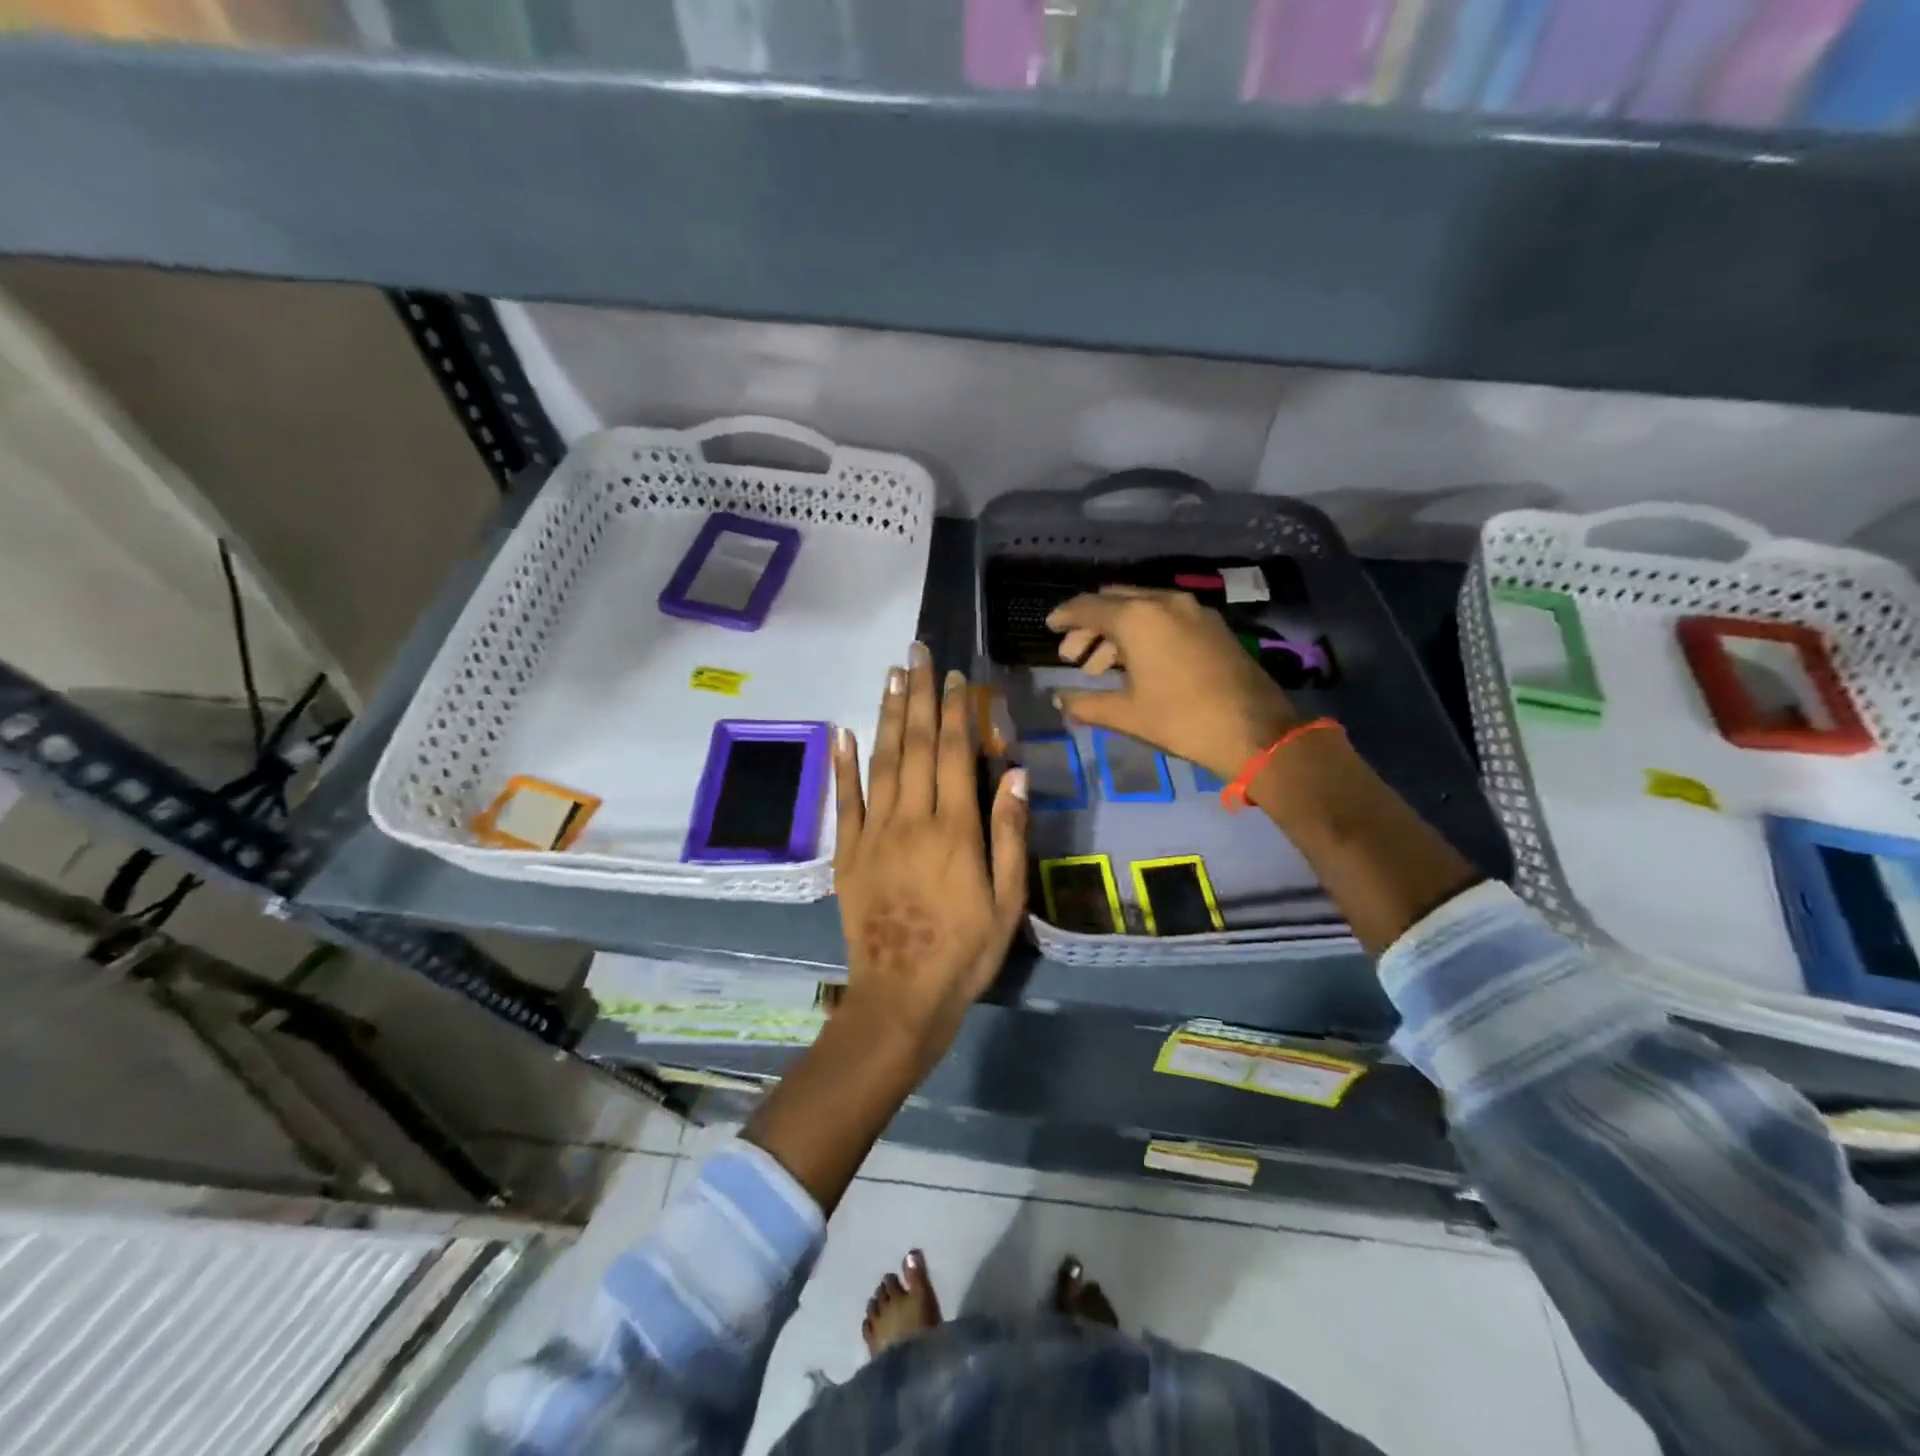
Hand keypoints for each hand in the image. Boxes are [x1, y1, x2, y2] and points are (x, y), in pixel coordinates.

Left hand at [833, 644, 1028, 1065]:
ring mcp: (874, 834)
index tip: (955, 676)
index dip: (955, 711)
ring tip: (891, 675)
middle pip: (915, 745)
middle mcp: (911, 820)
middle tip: (917, 653)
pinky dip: (843, 765)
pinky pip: (844, 801)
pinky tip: (844, 733)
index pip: (954, 753)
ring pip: (881, 762)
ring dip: (886, 715)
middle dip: (918, 695)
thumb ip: (1009, 833)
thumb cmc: (965, 951)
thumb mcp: (1007, 900)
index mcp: (954, 830)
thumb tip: (1013, 772)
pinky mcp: (848, 853)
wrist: (901, 996)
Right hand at [1047, 587, 1297, 778]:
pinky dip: (1143, 631)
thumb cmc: (1181, 720)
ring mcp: (1192, 610)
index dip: (1064, 616)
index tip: (1049, 625)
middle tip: (1072, 654)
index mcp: (1137, 618)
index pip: (1088, 607)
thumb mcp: (1126, 714)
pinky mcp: (1212, 625)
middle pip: (1114, 601)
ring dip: (1115, 631)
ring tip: (1099, 667)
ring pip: (1141, 607)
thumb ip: (1086, 703)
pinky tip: (1136, 662)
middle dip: (1089, 624)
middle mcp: (1164, 602)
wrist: (1254, 731)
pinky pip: (1165, 616)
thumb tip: (1060, 700)